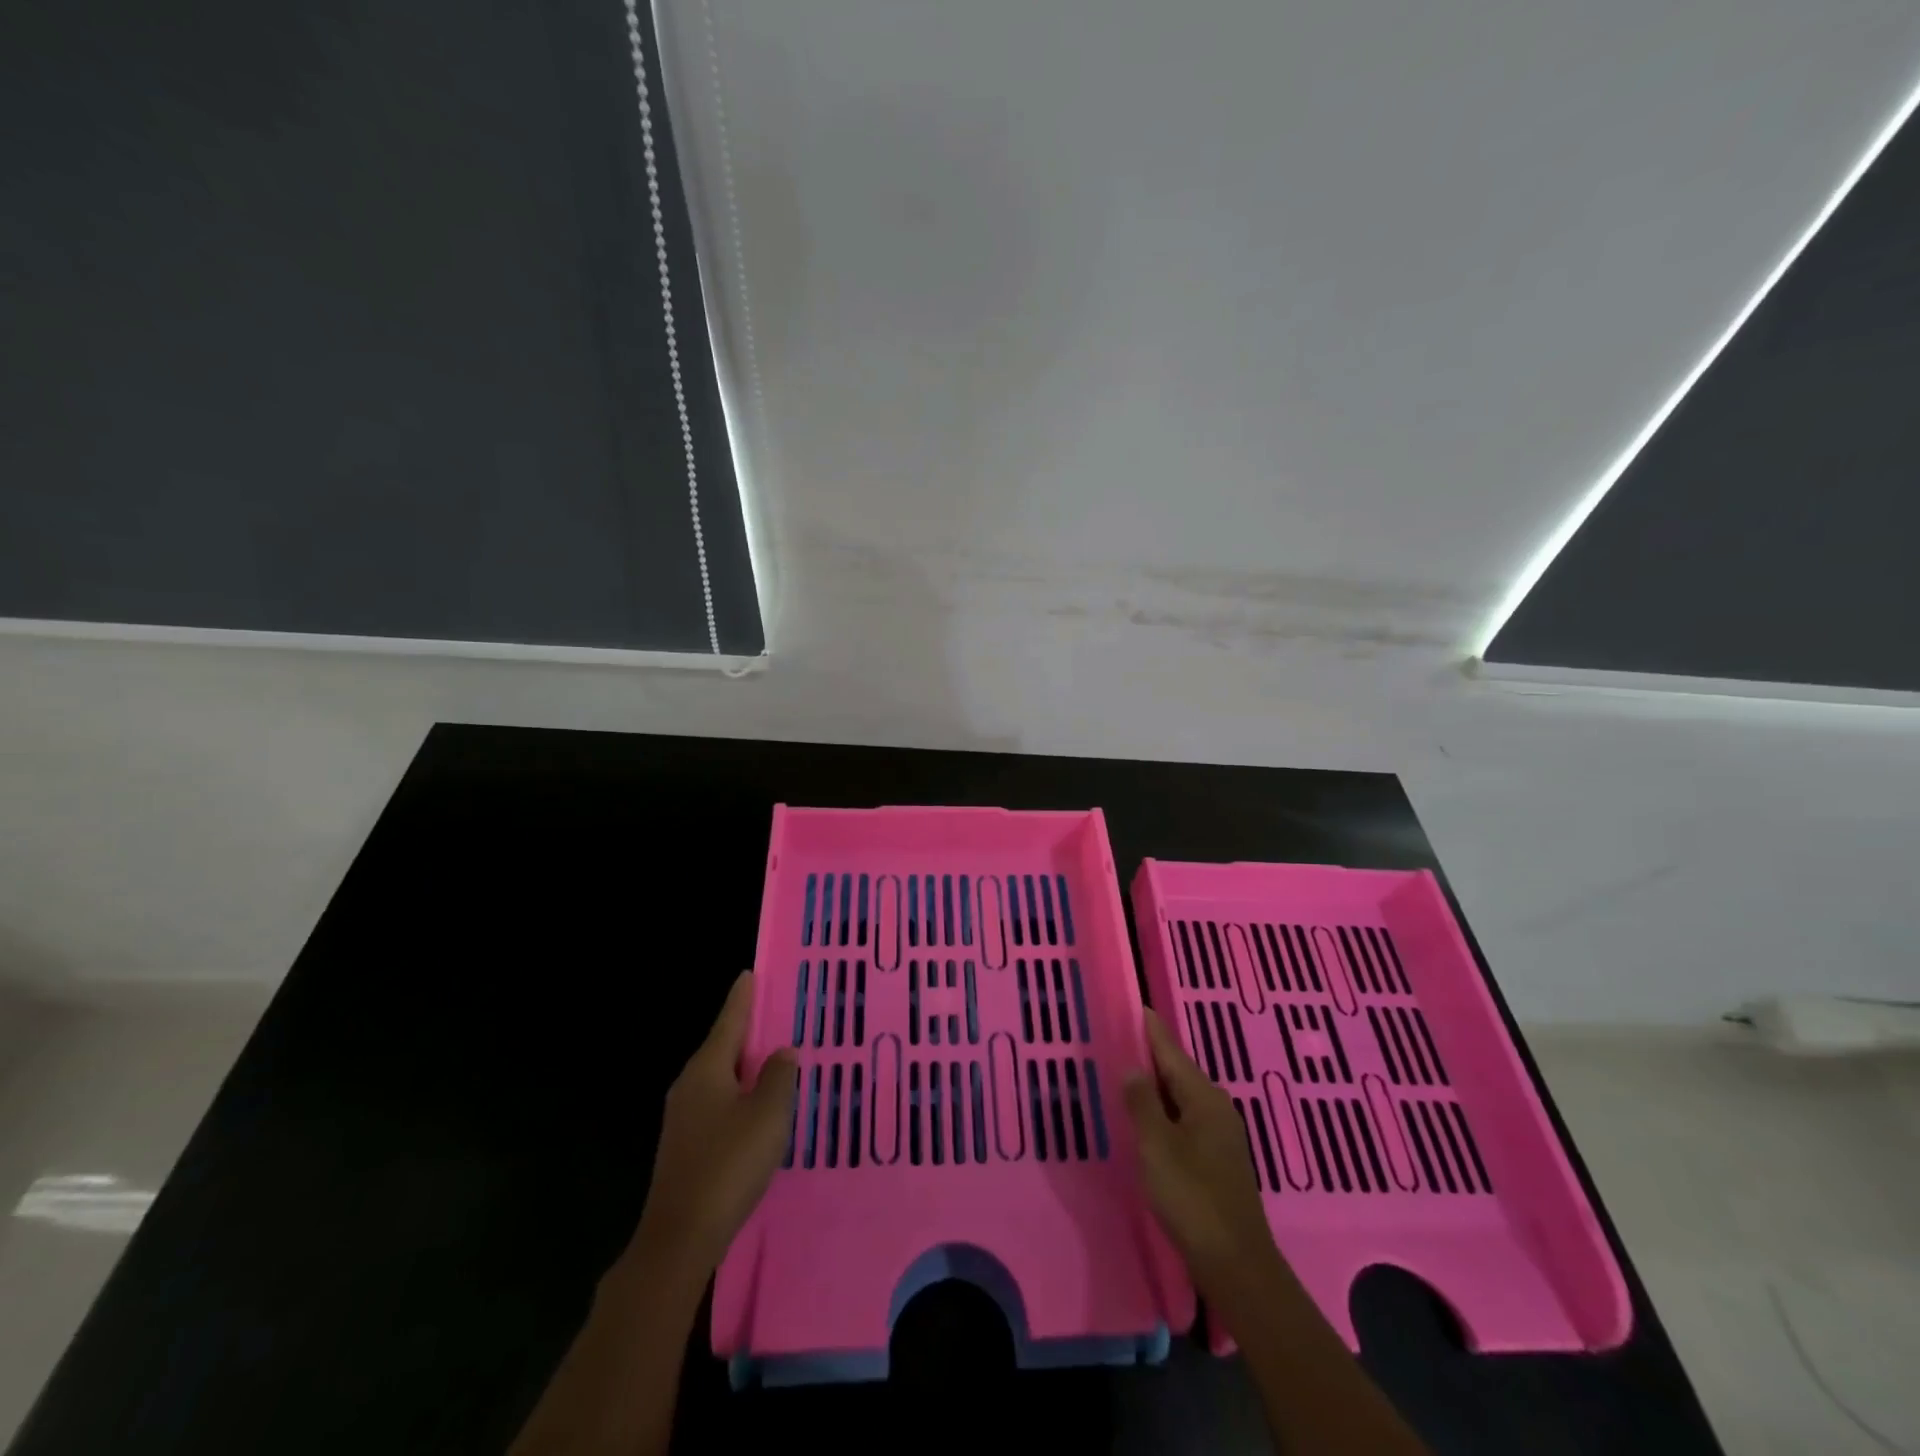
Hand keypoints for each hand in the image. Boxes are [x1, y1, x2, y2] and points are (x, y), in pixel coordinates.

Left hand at [632, 972, 797, 1275]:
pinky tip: (755, 1107)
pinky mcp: (685, 1145)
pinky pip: (717, 1104)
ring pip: (720, 1078)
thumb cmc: (728, 1165)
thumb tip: (781, 1052)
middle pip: (722, 1047)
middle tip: (774, 1014)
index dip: (743, 998)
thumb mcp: (767, 1115)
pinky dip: (738, 1094)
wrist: (679, 1237)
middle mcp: (689, 1086)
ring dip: (744, 1066)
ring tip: (772, 1058)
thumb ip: (777, 1077)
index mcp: (707, 1069)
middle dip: (746, 1032)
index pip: (729, 1021)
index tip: (750, 974)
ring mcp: (683, 1118)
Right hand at [1123, 1010, 1280, 1296]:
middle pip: (1179, 1071)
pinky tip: (1149, 1117)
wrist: (1236, 1264)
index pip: (1172, 1052)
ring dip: (1158, 1084)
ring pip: (1182, 1097)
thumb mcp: (1157, 1146)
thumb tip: (1133, 1068)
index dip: (1152, 1031)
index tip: (1138, 1006)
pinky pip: (1185, 1118)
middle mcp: (1217, 1108)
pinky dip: (1165, 1109)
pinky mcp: (1218, 1159)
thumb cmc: (1192, 1198)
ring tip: (1129, 1072)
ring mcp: (1221, 1135)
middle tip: (1123, 1037)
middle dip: (1152, 1055)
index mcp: (1204, 1098)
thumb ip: (1142, 1103)